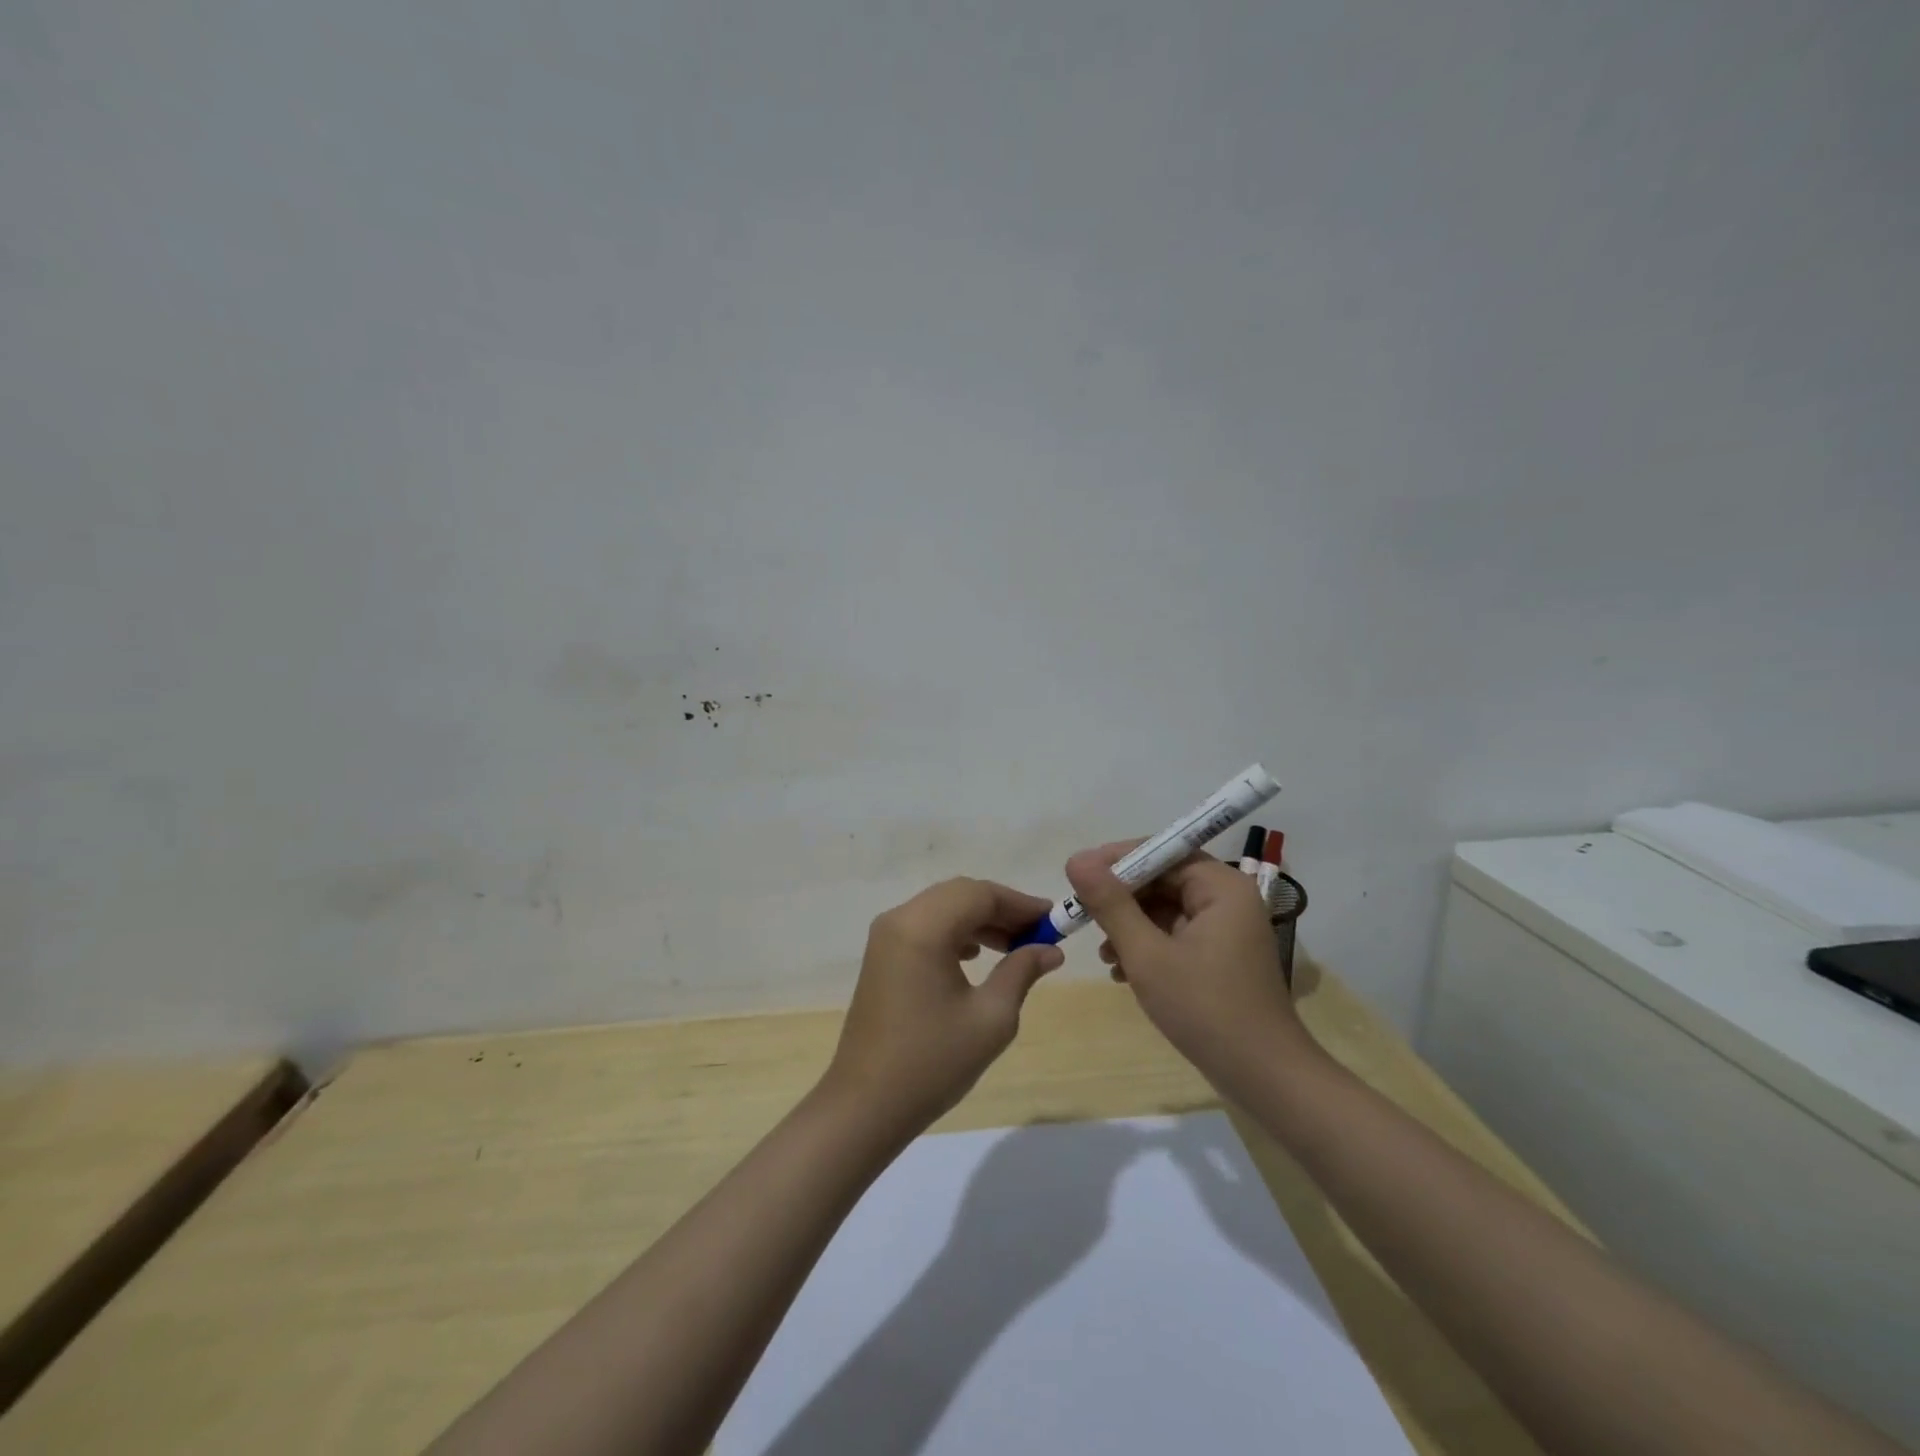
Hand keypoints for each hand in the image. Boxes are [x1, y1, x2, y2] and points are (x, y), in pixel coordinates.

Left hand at [821, 878, 1065, 1138]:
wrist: (866, 1105)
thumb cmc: (933, 1062)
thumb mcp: (990, 1018)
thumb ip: (1021, 971)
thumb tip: (1050, 949)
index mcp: (922, 928)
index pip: (980, 894)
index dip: (1021, 904)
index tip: (1055, 921)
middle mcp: (899, 919)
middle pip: (959, 894)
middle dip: (1002, 909)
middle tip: (1039, 934)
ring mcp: (886, 936)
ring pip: (942, 907)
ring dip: (980, 920)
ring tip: (1015, 947)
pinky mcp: (882, 955)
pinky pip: (925, 926)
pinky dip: (955, 932)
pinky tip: (976, 957)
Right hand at [1065, 843, 1311, 1090]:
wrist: (1263, 1078)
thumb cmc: (1205, 1009)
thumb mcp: (1147, 954)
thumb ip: (1110, 903)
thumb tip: (1076, 858)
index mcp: (1220, 886)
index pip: (1162, 851)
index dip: (1117, 860)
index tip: (1078, 876)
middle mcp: (1228, 898)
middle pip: (1163, 880)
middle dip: (1122, 899)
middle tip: (1083, 916)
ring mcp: (1226, 928)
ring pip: (1166, 909)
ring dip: (1131, 926)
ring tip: (1105, 955)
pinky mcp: (1221, 956)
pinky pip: (1176, 934)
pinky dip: (1148, 946)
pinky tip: (1123, 972)